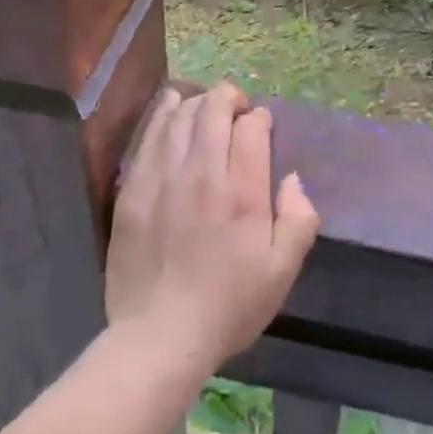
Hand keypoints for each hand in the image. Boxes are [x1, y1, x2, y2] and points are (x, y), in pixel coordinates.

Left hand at [106, 83, 319, 371]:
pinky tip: (171, 106)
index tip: (261, 129)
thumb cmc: (228, 305)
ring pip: (181, 116)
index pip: (251, 127)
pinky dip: (164, 113)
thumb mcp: (282, 271)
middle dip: (229, 98)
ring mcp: (163, 176)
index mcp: (243, 192)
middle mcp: (202, 173)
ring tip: (206, 107)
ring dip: (198, 102)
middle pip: (214, 110)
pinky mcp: (133, 186)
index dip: (259, 119)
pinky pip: (150, 135)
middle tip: (236, 109)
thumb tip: (292, 179)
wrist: (159, 335)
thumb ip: (299, 219)